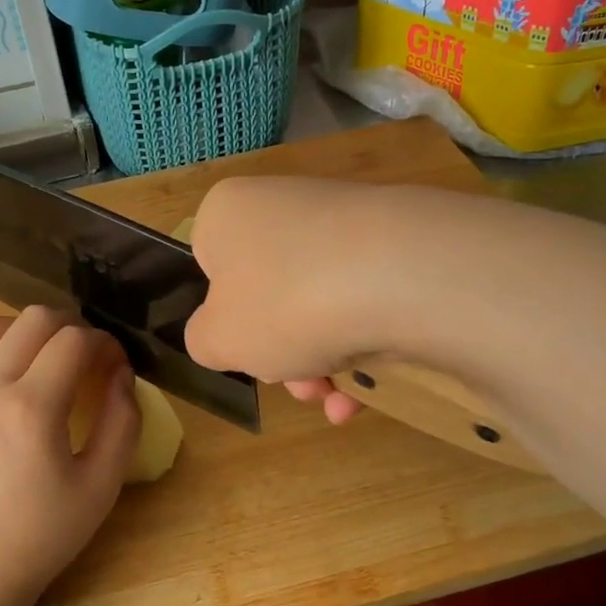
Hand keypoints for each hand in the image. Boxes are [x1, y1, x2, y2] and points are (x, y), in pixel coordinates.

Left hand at [0, 307, 139, 605]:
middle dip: (71, 327)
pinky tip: (14, 384)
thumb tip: (123, 375)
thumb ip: (122, 423)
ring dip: (28, 330)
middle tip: (89, 359)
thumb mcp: (100, 488)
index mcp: (30, 407)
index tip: (117, 365)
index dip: (105, 343)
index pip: (74, 340)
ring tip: (48, 360)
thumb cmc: (39, 538)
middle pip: (33, 319)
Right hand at [186, 177, 404, 421]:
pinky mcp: (395, 245)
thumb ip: (203, 341)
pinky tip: (368, 394)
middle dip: (281, 355)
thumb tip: (223, 335)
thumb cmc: (284, 303)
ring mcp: (344, 223)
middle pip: (269, 296)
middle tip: (299, 387)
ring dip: (321, 364)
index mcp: (229, 214)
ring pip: (317, 306)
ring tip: (338, 400)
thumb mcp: (216, 339)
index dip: (224, 319)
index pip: (210, 268)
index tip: (244, 349)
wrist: (402, 277)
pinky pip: (363, 302)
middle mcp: (284, 206)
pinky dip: (361, 348)